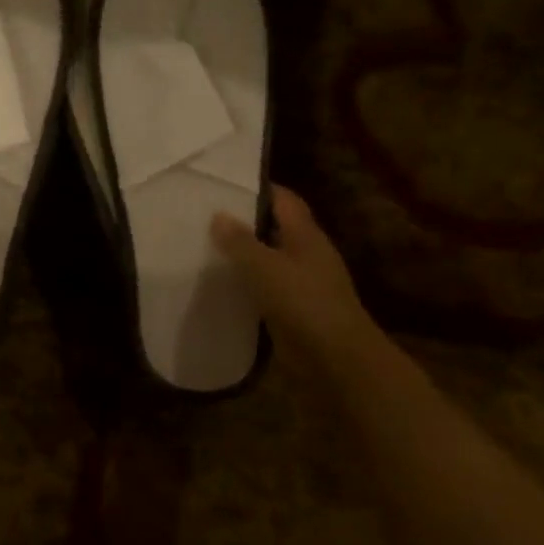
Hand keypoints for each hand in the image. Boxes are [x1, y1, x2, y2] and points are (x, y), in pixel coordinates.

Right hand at [212, 185, 381, 377]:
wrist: (337, 360)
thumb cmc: (304, 303)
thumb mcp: (265, 267)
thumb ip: (240, 241)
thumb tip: (218, 215)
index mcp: (306, 236)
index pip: (284, 200)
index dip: (259, 189)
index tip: (225, 184)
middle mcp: (307, 254)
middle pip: (276, 228)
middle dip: (245, 221)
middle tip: (206, 215)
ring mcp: (303, 283)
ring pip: (270, 259)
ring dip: (245, 254)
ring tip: (207, 247)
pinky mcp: (295, 310)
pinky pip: (267, 287)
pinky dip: (248, 282)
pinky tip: (222, 284)